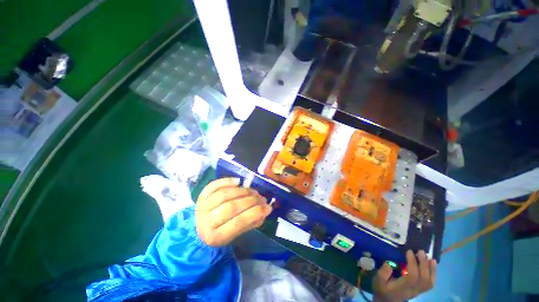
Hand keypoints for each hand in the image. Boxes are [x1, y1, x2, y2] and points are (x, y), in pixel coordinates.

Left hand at [195, 178, 271, 245]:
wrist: (198, 228)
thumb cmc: (221, 231)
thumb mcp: (236, 234)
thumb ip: (251, 222)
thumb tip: (265, 209)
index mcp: (216, 237)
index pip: (239, 222)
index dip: (255, 213)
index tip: (267, 207)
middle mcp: (206, 221)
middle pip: (231, 207)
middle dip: (250, 200)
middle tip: (260, 197)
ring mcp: (202, 206)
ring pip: (224, 194)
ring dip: (241, 191)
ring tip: (252, 191)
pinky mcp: (201, 195)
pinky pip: (215, 185)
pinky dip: (228, 181)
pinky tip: (238, 182)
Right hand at [373, 250, 435, 301]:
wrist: (386, 300)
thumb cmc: (381, 288)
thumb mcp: (378, 280)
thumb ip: (383, 272)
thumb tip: (390, 263)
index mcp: (402, 287)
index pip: (412, 276)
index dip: (413, 263)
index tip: (409, 251)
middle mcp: (413, 290)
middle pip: (423, 279)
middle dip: (424, 264)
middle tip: (421, 251)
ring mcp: (418, 291)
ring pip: (429, 282)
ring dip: (431, 269)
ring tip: (430, 257)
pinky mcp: (420, 290)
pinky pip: (430, 283)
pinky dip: (433, 273)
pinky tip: (432, 265)